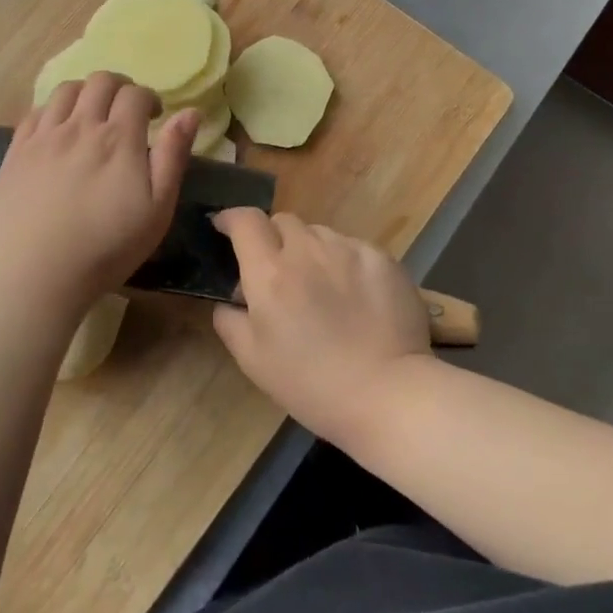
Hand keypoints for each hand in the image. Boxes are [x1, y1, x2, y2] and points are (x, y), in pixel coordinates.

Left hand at [0, 73, 198, 314]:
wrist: (38, 273)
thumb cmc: (108, 247)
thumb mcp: (157, 208)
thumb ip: (174, 156)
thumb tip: (190, 112)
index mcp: (119, 138)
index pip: (135, 94)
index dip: (148, 98)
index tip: (154, 116)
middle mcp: (80, 126)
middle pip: (100, 81)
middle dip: (119, 88)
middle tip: (125, 111)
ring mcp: (43, 136)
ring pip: (65, 90)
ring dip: (85, 93)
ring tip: (91, 116)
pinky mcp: (16, 151)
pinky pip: (35, 112)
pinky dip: (53, 110)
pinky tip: (58, 131)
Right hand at [211, 210, 433, 442]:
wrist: (387, 393)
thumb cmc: (311, 384)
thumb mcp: (253, 361)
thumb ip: (230, 321)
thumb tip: (229, 299)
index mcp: (270, 273)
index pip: (245, 221)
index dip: (231, 219)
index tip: (226, 227)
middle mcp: (307, 250)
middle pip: (283, 222)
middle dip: (274, 239)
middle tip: (279, 272)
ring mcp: (348, 250)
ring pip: (319, 234)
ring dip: (311, 251)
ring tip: (322, 286)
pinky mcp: (382, 258)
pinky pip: (353, 248)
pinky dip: (345, 262)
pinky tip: (355, 295)